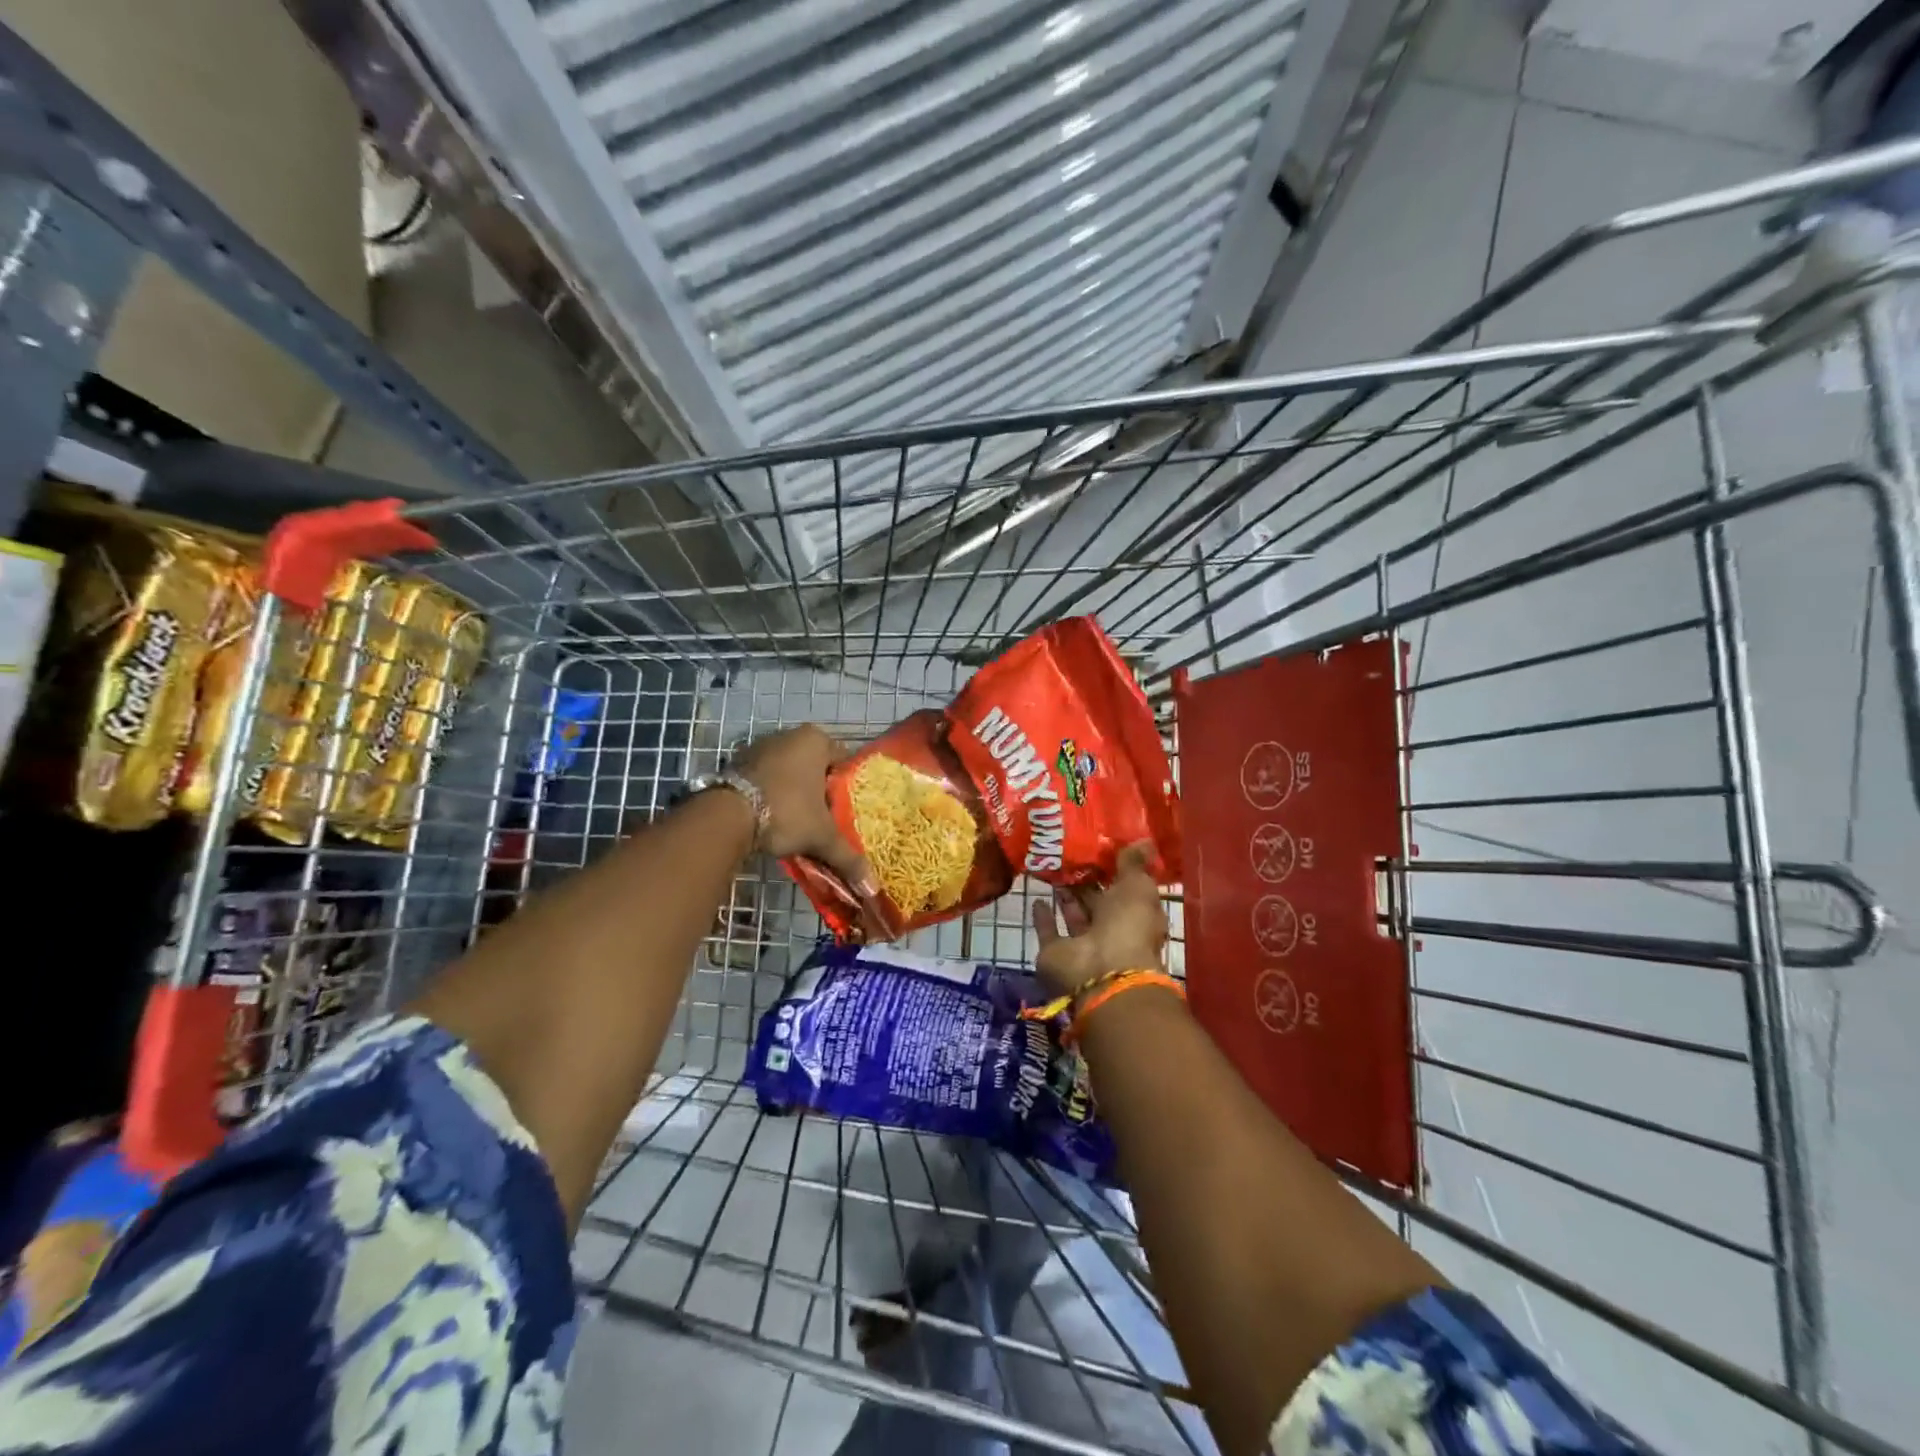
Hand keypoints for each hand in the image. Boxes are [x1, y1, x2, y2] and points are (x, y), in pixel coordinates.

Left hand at [732, 725, 877, 899]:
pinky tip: (773, 817)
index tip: (846, 812)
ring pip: (790, 772)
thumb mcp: (822, 837)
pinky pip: (766, 777)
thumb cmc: (786, 812)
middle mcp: (789, 735)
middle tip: (825, 820)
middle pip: (816, 766)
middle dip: (820, 791)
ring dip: (795, 793)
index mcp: (816, 740)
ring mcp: (760, 745)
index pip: (844, 762)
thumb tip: (873, 888)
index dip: (847, 788)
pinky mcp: (738, 761)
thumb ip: (848, 858)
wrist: (727, 816)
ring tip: (799, 822)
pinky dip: (772, 793)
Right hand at [1031, 842, 1167, 996]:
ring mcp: (1083, 945)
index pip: (1125, 890)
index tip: (1098, 846)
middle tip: (1069, 853)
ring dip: (1066, 896)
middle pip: (1098, 903)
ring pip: (1074, 915)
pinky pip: (1049, 932)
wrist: (1100, 971)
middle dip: (1086, 882)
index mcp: (1136, 916)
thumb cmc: (1127, 926)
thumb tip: (1144, 839)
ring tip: (1052, 868)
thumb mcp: (1137, 887)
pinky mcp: (1056, 953)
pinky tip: (1037, 898)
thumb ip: (1133, 864)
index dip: (1113, 870)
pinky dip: (1044, 917)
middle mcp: (1111, 932)